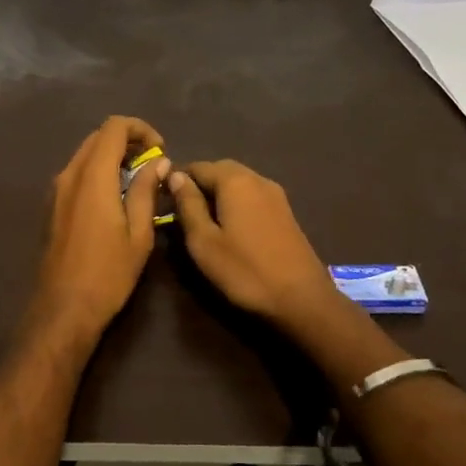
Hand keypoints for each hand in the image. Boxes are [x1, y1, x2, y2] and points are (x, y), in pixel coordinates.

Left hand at [30, 116, 168, 342]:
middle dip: (127, 141)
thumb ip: (146, 191)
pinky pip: (77, 173)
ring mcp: (57, 190)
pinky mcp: (53, 205)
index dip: (140, 129)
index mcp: (92, 177)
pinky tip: (116, 196)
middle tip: (152, 163)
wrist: (63, 307)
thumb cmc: (107, 273)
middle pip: (97, 137)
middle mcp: (70, 175)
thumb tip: (158, 162)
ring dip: (112, 156)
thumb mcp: (138, 233)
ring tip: (138, 180)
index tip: (160, 150)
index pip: (113, 127)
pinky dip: (98, 171)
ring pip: (85, 154)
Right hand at [166, 160, 348, 337]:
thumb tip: (175, 176)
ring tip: (203, 221)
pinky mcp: (285, 211)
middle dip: (199, 185)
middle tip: (182, 211)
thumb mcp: (204, 241)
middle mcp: (257, 178)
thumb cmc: (244, 271)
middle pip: (220, 170)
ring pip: (238, 182)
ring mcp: (275, 194)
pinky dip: (236, 203)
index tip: (163, 201)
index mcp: (234, 181)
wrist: (301, 299)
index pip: (197, 166)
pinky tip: (230, 227)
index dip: (177, 180)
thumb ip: (188, 204)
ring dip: (218, 194)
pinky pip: (252, 195)